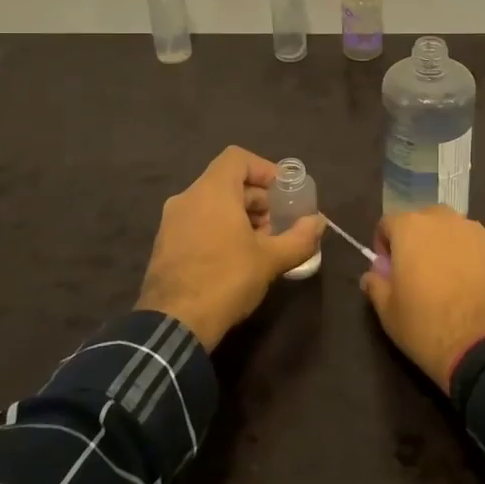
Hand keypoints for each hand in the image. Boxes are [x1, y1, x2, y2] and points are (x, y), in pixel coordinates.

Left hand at [136, 146, 325, 349]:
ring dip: (240, 217)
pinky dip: (220, 229)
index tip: (283, 192)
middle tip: (278, 224)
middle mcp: (187, 198)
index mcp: (211, 192)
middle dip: (257, 199)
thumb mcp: (270, 259)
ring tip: (261, 245)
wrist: (173, 325)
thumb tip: (319, 222)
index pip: (237, 158)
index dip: (264, 169)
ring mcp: (171, 223)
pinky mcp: (165, 245)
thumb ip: (299, 238)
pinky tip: (236, 259)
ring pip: (212, 204)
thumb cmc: (225, 280)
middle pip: (227, 182)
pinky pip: (198, 223)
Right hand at [360, 206, 484, 388]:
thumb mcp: (388, 312)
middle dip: (419, 240)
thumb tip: (373, 274)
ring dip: (450, 249)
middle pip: (426, 220)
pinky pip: (484, 253)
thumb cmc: (427, 326)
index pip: (388, 222)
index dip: (384, 245)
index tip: (388, 271)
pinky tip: (479, 294)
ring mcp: (482, 235)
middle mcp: (448, 221)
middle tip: (419, 274)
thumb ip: (376, 285)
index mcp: (412, 228)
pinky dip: (478, 265)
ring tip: (452, 284)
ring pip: (458, 233)